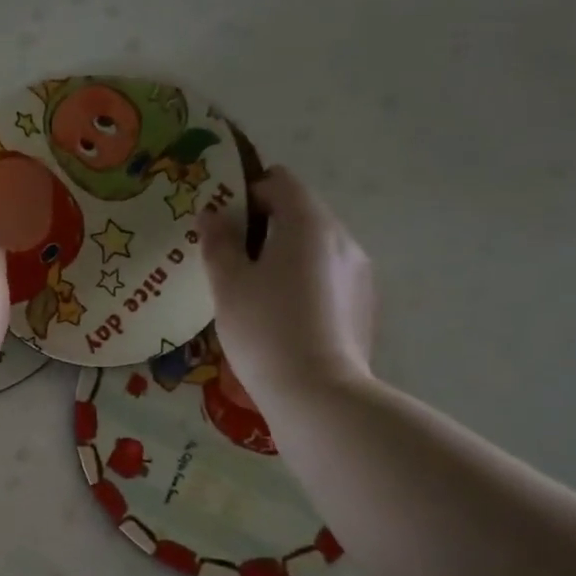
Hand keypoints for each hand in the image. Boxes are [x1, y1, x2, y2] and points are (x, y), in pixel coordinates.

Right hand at [199, 165, 375, 398]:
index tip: (222, 221)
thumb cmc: (264, 330)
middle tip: (231, 259)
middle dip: (264, 226)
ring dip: (285, 254)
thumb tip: (211, 213)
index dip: (246, 192)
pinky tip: (283, 316)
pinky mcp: (364, 303)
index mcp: (308, 223)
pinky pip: (328, 275)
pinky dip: (304, 280)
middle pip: (300, 212)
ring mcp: (359, 272)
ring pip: (315, 246)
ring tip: (255, 292)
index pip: (279, 181)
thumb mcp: (227, 284)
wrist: (317, 394)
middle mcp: (341, 238)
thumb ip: (218, 241)